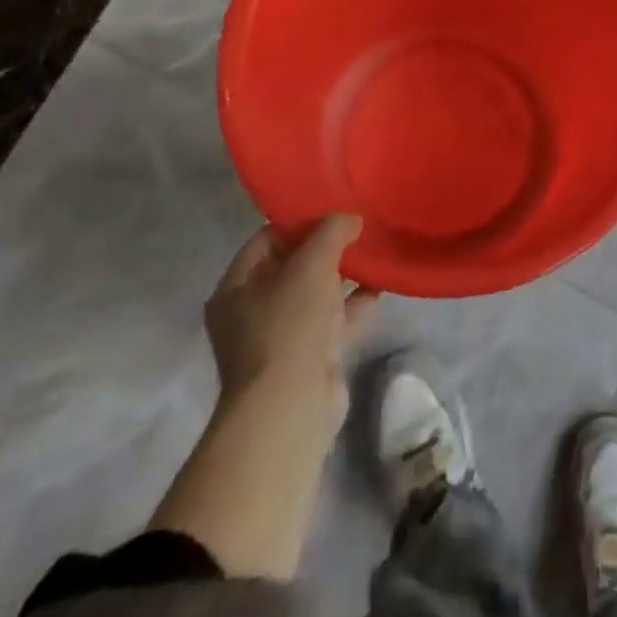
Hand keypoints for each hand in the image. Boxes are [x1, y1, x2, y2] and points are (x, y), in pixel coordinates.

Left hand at [150, 216, 378, 579]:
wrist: (289, 409)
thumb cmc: (288, 326)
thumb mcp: (311, 264)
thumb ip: (332, 231)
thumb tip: (351, 217)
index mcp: (235, 288)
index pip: (267, 239)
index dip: (300, 221)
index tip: (335, 207)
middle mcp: (251, 311)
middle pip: (292, 265)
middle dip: (326, 247)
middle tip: (359, 226)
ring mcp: (279, 337)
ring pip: (315, 293)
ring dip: (343, 275)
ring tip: (374, 251)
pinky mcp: (307, 358)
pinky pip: (332, 320)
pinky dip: (354, 304)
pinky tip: (381, 286)